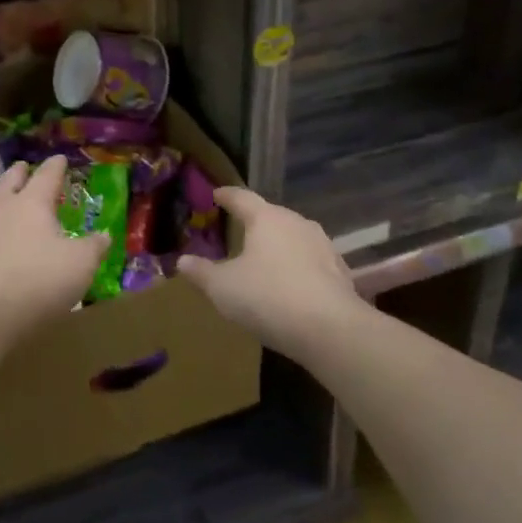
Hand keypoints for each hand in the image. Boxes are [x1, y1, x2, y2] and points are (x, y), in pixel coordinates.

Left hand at [0, 155, 107, 346]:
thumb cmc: (36, 283)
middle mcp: (0, 206)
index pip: (47, 175)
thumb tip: (104, 235)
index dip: (56, 166)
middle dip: (20, 172)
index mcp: (32, 203)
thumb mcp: (80, 266)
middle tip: (24, 168)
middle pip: (10, 179)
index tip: (60, 159)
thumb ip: (93, 248)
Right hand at [176, 188, 362, 355]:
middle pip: (270, 216)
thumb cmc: (268, 298)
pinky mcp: (339, 270)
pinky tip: (291, 284)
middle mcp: (296, 222)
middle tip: (238, 230)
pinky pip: (311, 261)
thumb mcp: (223, 288)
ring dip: (278, 245)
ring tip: (264, 259)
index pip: (242, 198)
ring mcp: (322, 245)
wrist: (330, 329)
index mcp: (266, 218)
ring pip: (293, 237)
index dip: (227, 195)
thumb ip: (201, 272)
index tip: (217, 193)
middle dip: (254, 222)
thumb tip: (182, 261)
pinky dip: (297, 267)